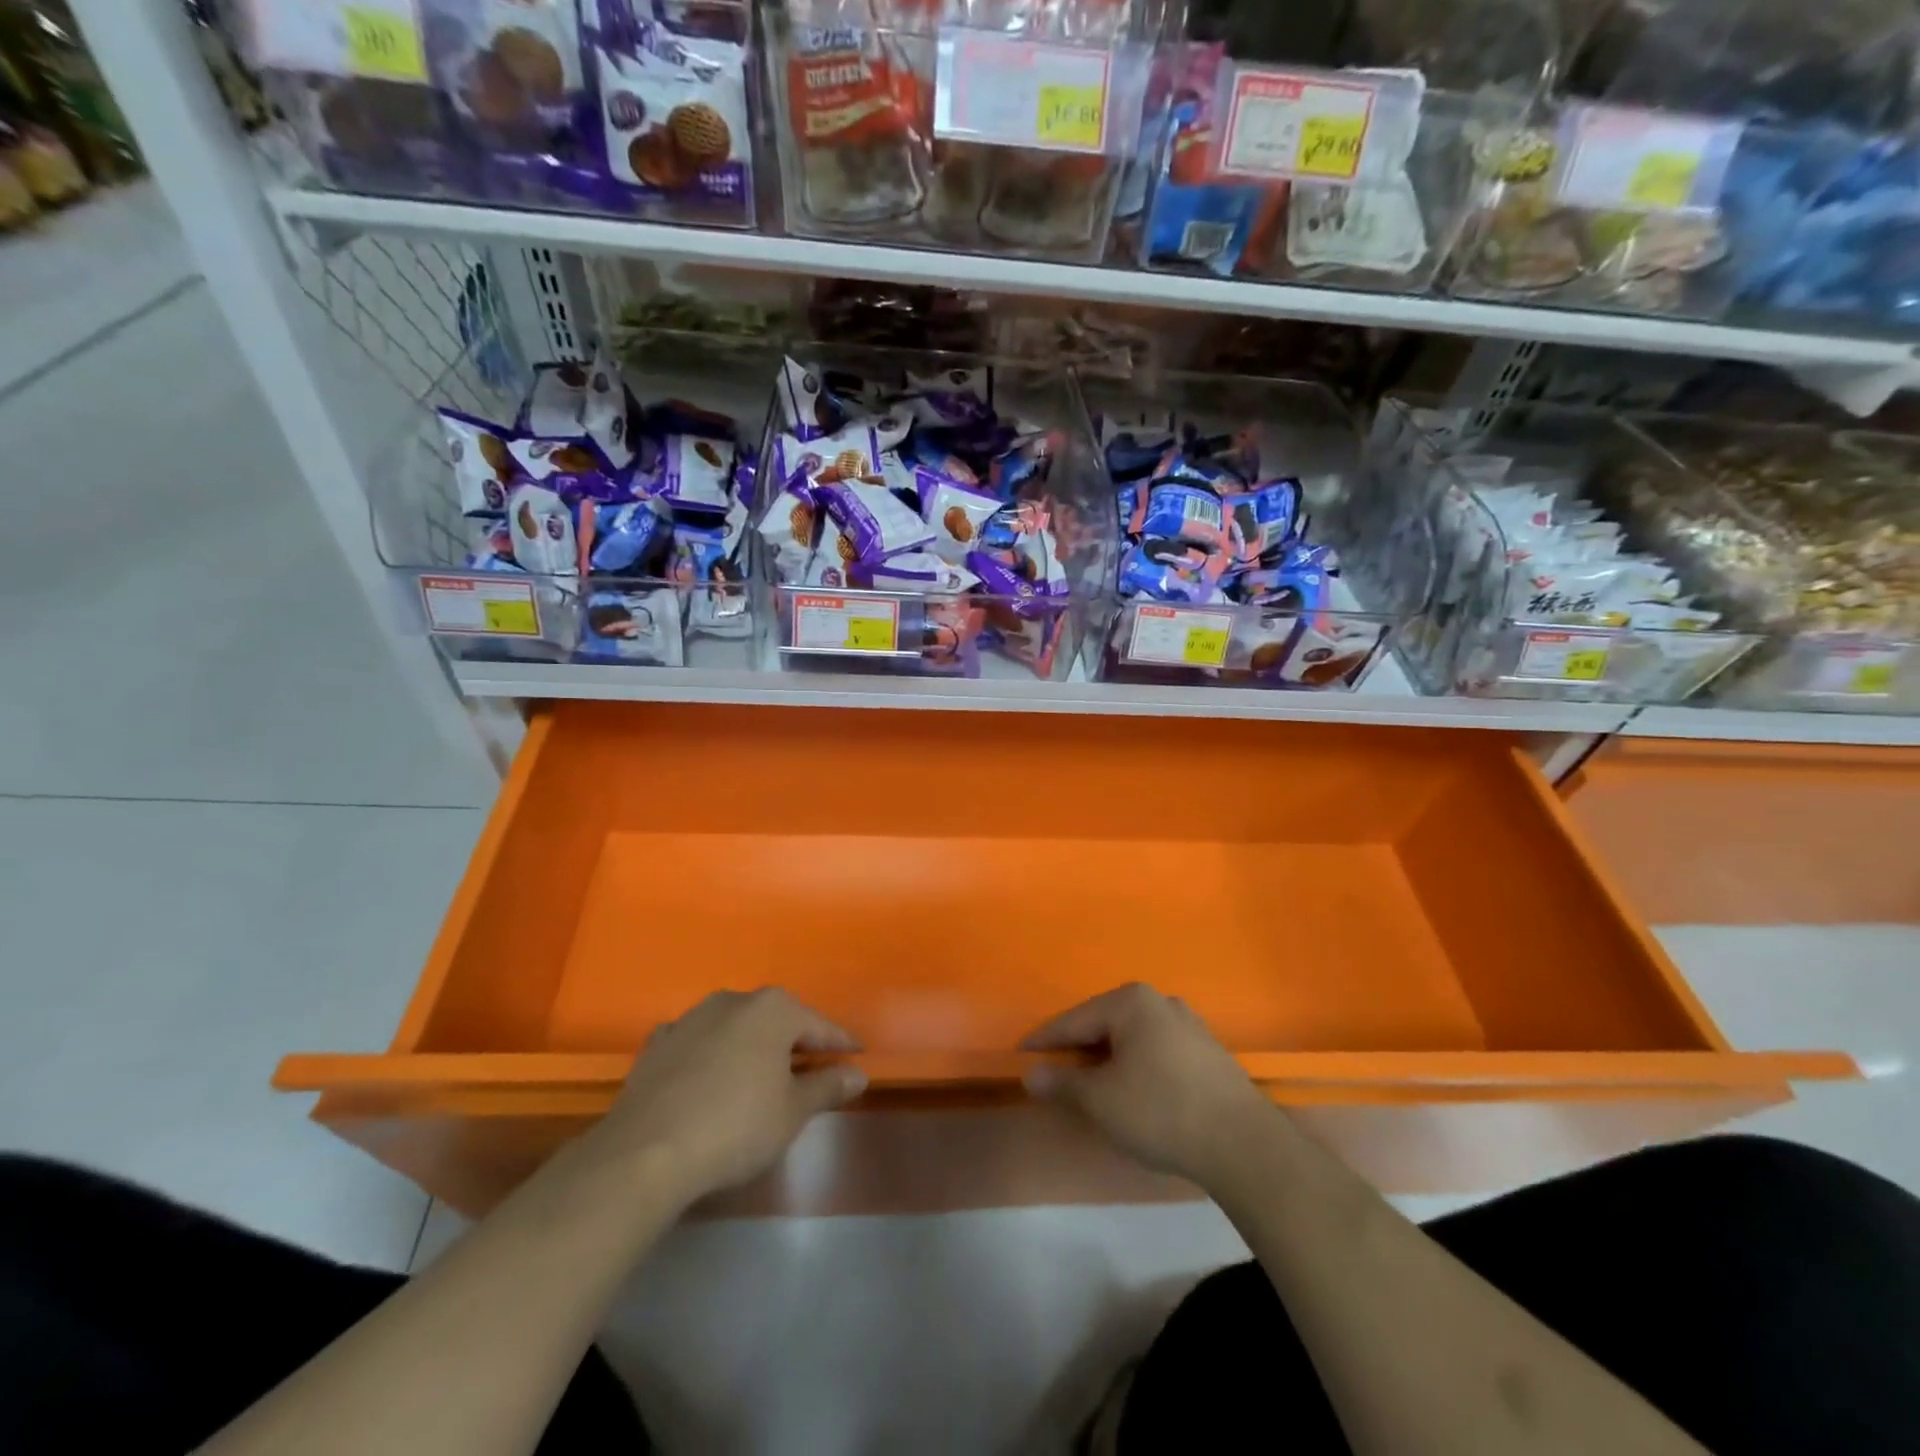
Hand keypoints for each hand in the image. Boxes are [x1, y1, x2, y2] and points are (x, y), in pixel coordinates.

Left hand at [595, 989, 866, 1207]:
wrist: (646, 1152)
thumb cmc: (736, 1125)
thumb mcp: (793, 1112)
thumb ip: (827, 1086)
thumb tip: (857, 1074)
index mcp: (773, 1009)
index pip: (819, 1025)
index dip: (840, 1043)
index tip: (857, 1055)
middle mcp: (733, 1000)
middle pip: (776, 1020)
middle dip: (794, 1041)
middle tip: (812, 1067)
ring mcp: (691, 1018)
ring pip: (734, 1027)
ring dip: (751, 1046)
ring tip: (761, 1075)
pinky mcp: (657, 1044)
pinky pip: (697, 1043)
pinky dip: (710, 1055)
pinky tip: (710, 1077)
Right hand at [1021, 983, 1282, 1191]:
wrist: (1243, 1144)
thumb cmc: (1160, 1111)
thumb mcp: (1100, 1100)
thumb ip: (1062, 1083)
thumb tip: (1030, 1074)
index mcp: (1131, 1002)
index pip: (1074, 1019)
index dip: (1044, 1040)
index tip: (1020, 1054)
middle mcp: (1160, 1002)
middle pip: (1104, 1024)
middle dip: (1078, 1048)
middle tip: (1053, 1071)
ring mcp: (1188, 1024)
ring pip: (1131, 1038)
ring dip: (1108, 1058)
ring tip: (1090, 1083)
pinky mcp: (1207, 1051)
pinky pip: (1155, 1051)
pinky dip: (1135, 1066)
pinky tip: (1132, 1090)